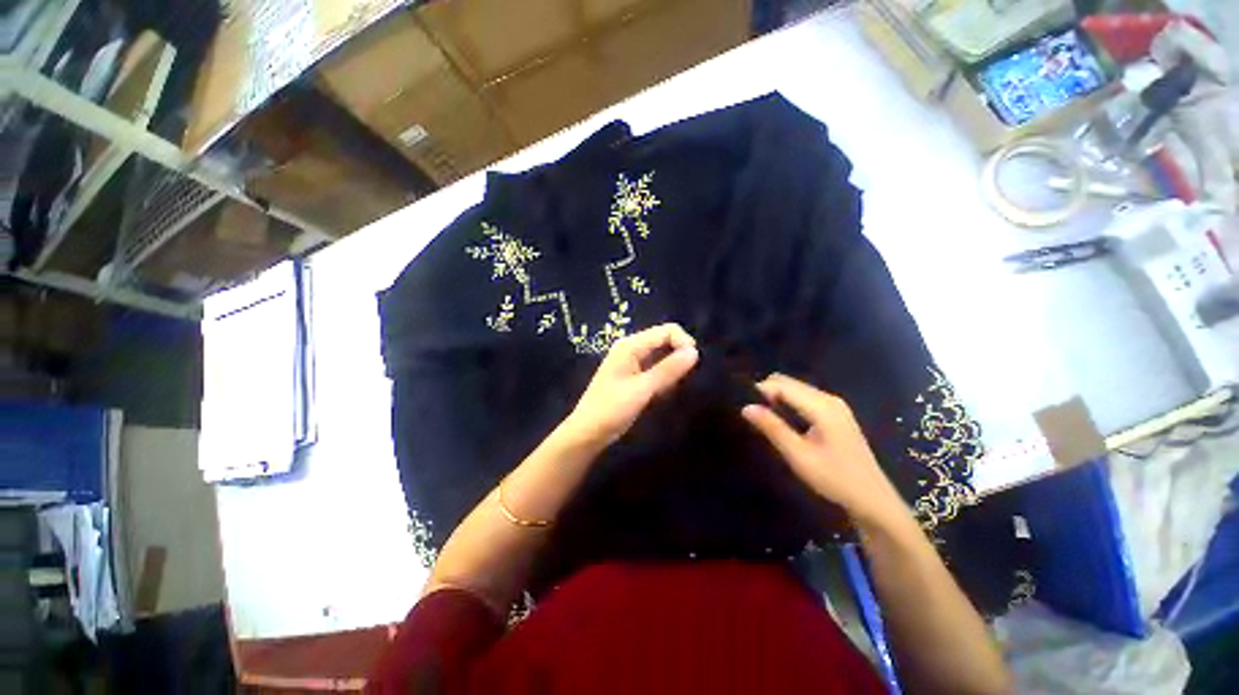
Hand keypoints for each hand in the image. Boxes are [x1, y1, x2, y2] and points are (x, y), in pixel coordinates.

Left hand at [561, 323, 698, 449]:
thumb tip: (695, 351)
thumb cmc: (611, 409)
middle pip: (665, 340)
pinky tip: (664, 393)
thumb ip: (668, 370)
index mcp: (630, 345)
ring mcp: (632, 362)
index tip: (694, 365)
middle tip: (683, 380)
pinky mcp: (634, 376)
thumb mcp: (642, 389)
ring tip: (671, 389)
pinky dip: (665, 378)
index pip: (667, 330)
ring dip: (673, 369)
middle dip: (679, 356)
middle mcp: (632, 348)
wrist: (588, 433)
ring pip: (662, 356)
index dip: (684, 343)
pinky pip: (656, 369)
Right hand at [742, 374, 913, 531]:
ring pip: (796, 389)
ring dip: (776, 397)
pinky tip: (782, 421)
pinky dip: (788, 403)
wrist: (872, 499)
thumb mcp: (799, 456)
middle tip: (752, 414)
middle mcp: (828, 398)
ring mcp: (834, 405)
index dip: (760, 391)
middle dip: (767, 392)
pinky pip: (804, 397)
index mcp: (822, 406)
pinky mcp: (835, 413)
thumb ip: (773, 428)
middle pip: (789, 383)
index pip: (782, 385)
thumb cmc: (834, 479)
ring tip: (763, 418)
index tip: (744, 407)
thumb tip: (746, 407)